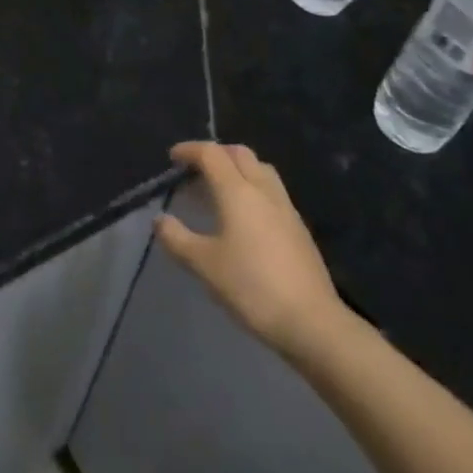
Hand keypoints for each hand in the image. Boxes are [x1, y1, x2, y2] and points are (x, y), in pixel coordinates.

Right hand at [157, 141, 351, 360]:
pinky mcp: (299, 227)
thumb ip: (178, 239)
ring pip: (260, 169)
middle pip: (239, 153)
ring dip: (238, 168)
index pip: (211, 154)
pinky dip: (253, 188)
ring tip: (221, 189)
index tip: (173, 157)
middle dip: (216, 153)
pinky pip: (272, 191)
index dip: (190, 150)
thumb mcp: (205, 265)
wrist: (312, 322)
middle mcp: (263, 190)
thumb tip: (160, 220)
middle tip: (196, 170)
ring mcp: (285, 207)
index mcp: (237, 191)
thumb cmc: (252, 287)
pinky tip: (246, 217)